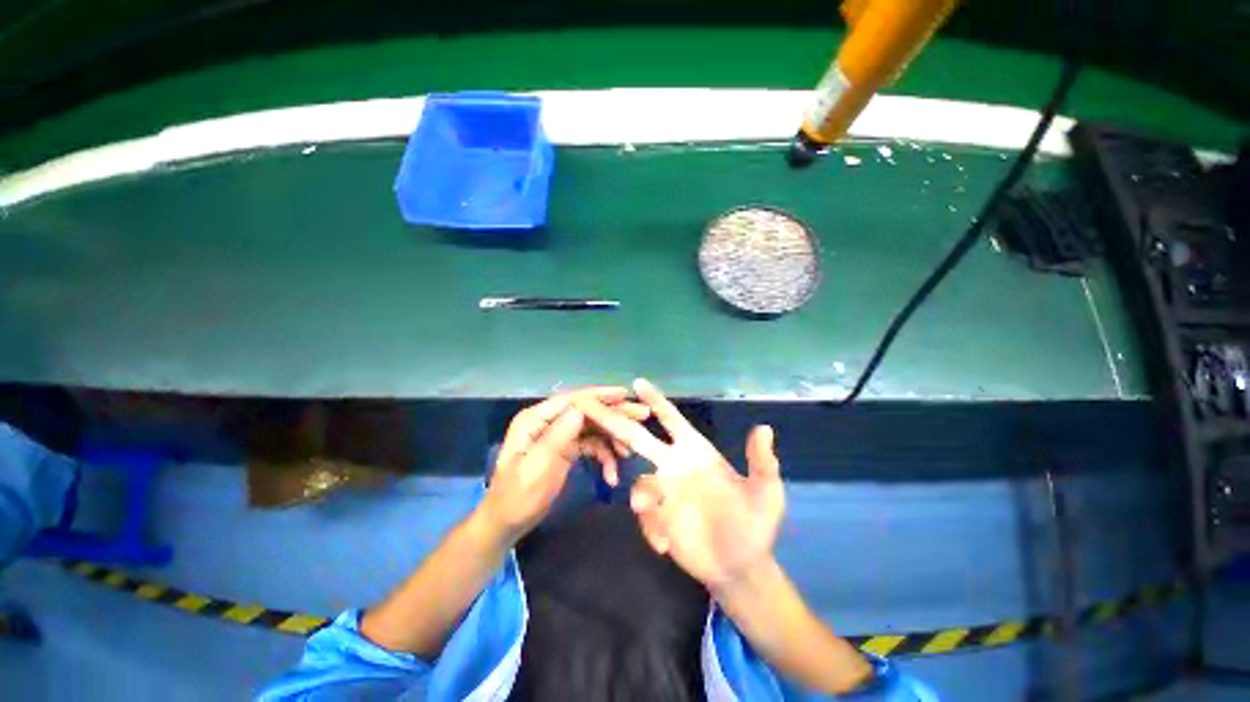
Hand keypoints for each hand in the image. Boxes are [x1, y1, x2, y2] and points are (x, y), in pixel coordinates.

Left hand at [477, 387, 649, 544]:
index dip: (599, 396)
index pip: (572, 400)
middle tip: (641, 415)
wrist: (507, 524)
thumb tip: (582, 408)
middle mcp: (548, 421)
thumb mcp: (537, 467)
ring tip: (629, 452)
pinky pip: (590, 445)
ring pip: (592, 428)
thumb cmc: (517, 497)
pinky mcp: (566, 448)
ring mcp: (558, 434)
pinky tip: (612, 474)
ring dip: (611, 438)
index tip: (625, 394)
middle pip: (586, 411)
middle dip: (613, 415)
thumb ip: (559, 436)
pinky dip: (603, 456)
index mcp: (536, 419)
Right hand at [575, 379, 784, 590]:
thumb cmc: (755, 524)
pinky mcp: (657, 519)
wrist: (741, 567)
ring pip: (638, 483)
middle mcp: (674, 465)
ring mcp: (664, 492)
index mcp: (696, 451)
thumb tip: (764, 428)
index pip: (671, 419)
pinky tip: (666, 545)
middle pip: (638, 438)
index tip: (637, 382)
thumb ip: (761, 462)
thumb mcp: (765, 493)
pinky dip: (651, 527)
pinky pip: (643, 515)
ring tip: (653, 515)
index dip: (655, 400)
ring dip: (643, 498)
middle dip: (615, 421)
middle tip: (590, 406)